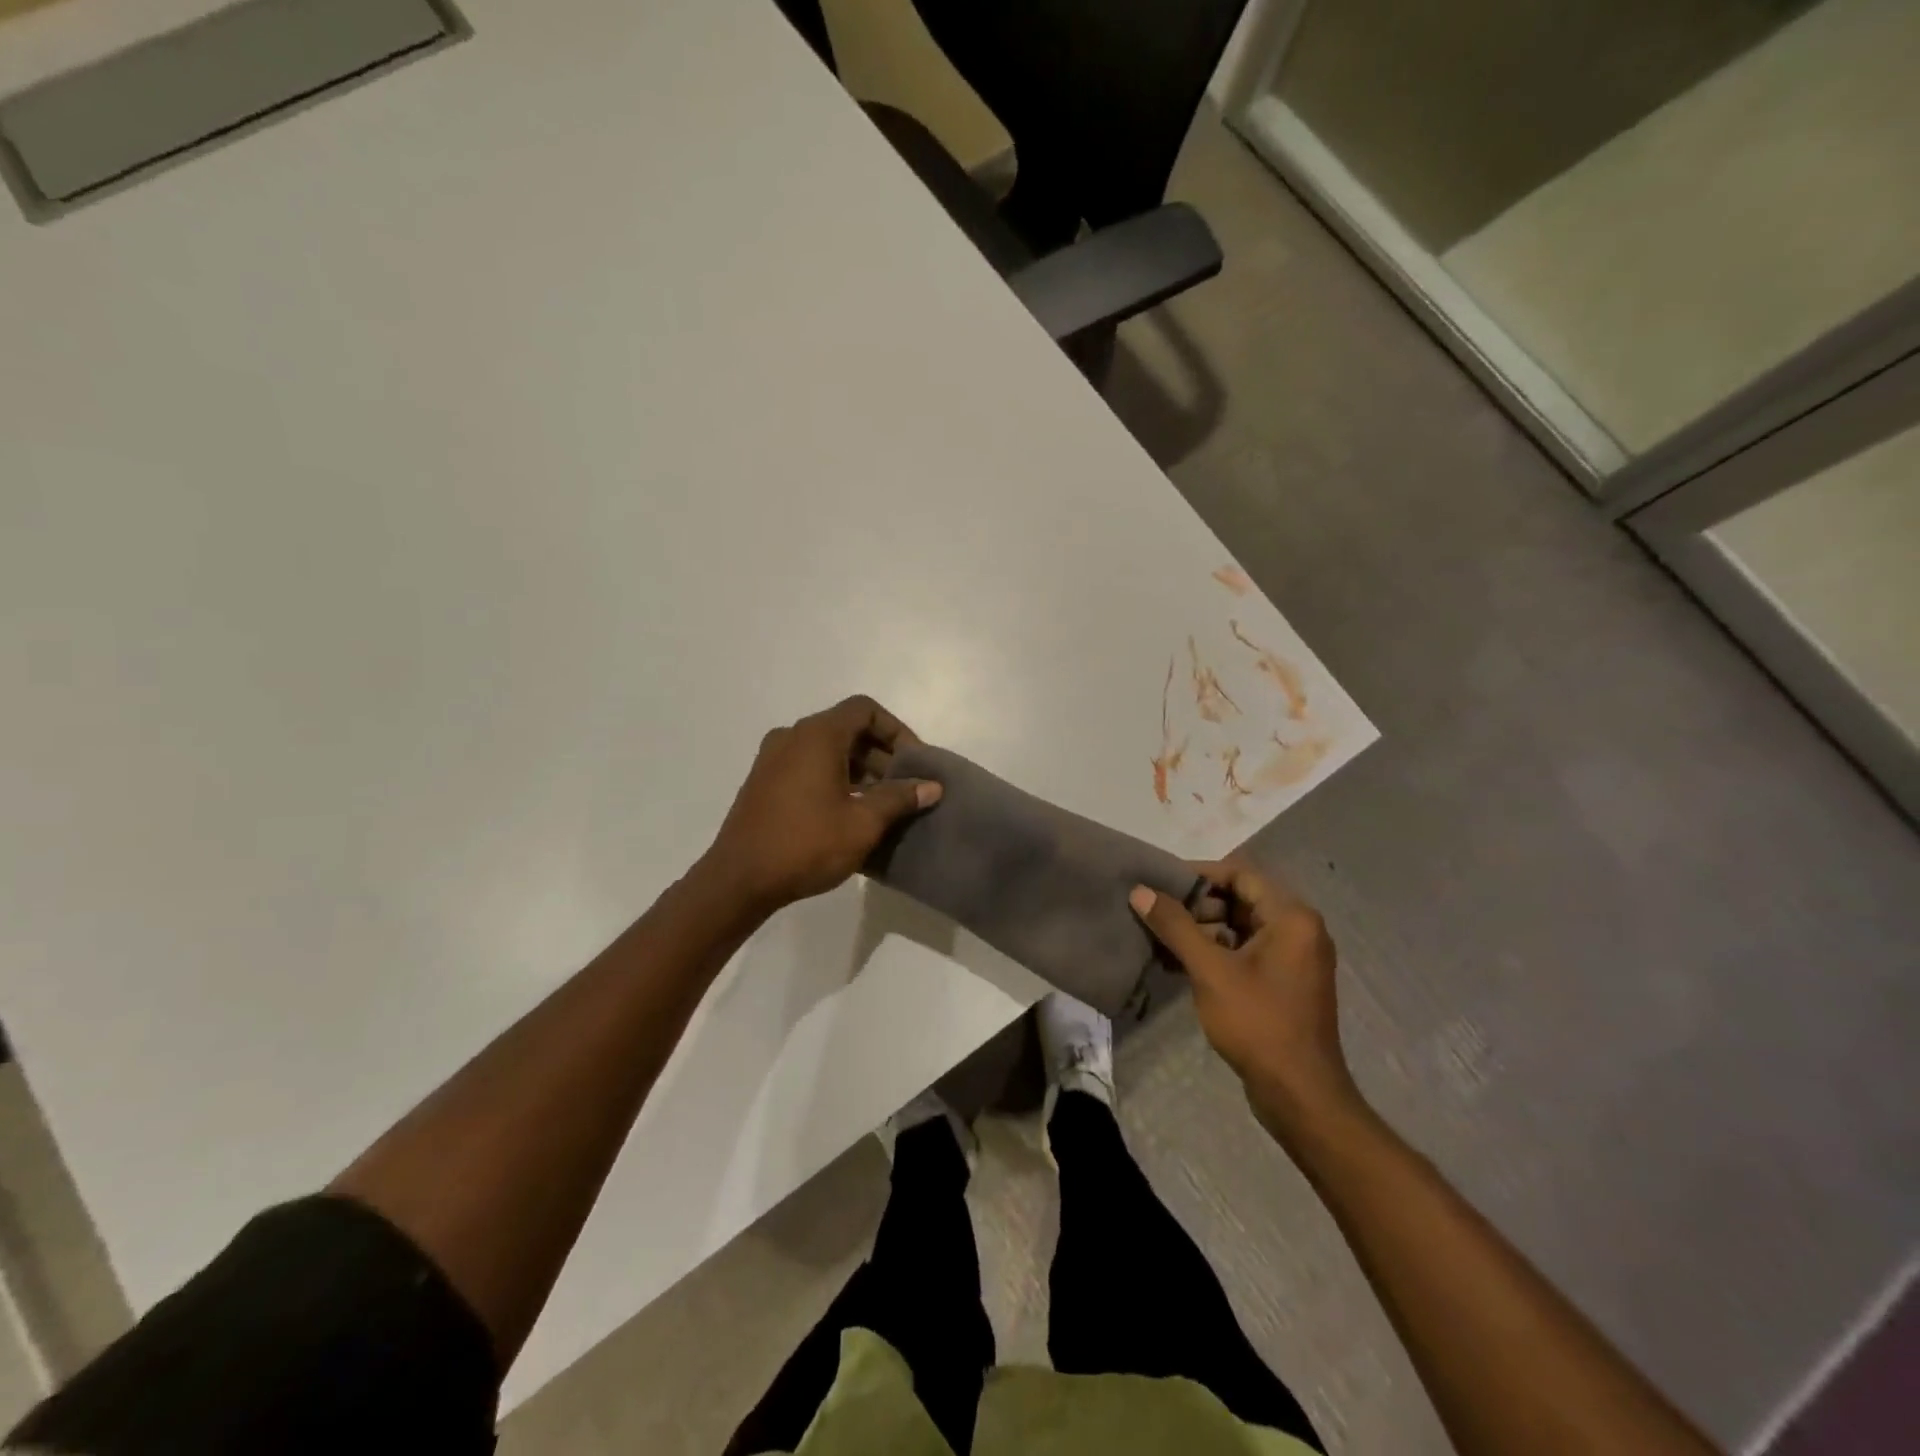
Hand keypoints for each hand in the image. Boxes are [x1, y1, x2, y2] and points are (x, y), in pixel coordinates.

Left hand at [701, 695, 941, 913]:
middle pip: (846, 728)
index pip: (865, 710)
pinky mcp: (764, 781)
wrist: (739, 880)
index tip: (914, 763)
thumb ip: (900, 798)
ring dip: (859, 768)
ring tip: (883, 802)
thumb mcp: (863, 823)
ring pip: (827, 748)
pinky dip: (834, 777)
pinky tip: (850, 811)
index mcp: (817, 735)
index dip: (896, 730)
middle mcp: (792, 736)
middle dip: (881, 753)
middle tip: (904, 785)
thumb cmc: (806, 844)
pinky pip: (808, 765)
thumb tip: (932, 786)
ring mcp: (773, 758)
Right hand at [1130, 858, 1358, 1139]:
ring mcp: (1295, 958)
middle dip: (1198, 903)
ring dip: (1204, 928)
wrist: (1301, 1095)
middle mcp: (1300, 929)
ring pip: (1242, 926)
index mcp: (1292, 917)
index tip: (1161, 883)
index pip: (1240, 874)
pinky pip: (1248, 950)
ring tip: (1163, 937)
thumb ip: (1175, 926)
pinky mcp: (1286, 982)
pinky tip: (1182, 962)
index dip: (1199, 874)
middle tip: (1158, 913)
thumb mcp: (1210, 970)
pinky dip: (1217, 950)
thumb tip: (1140, 891)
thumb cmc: (1259, 1023)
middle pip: (1241, 898)